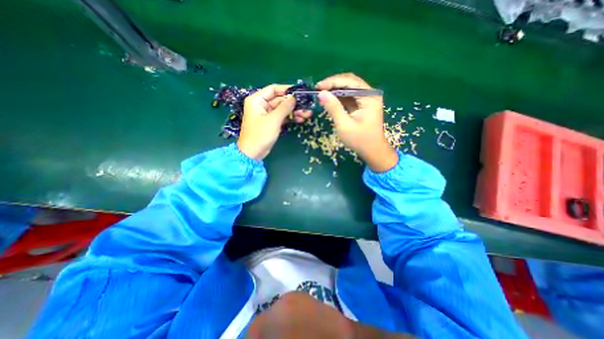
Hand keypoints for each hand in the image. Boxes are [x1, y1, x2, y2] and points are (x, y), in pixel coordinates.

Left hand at [237, 84, 306, 157]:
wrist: (253, 153)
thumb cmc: (260, 135)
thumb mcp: (273, 120)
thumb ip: (285, 107)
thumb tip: (294, 97)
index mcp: (257, 100)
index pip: (273, 89)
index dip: (287, 89)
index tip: (299, 92)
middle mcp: (262, 105)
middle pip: (280, 100)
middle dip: (293, 103)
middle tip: (307, 106)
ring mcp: (267, 114)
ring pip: (283, 109)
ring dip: (294, 111)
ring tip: (307, 114)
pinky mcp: (271, 122)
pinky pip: (282, 117)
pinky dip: (290, 118)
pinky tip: (301, 119)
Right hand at [316, 71, 397, 172]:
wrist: (372, 151)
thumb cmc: (359, 140)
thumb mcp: (344, 125)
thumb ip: (333, 108)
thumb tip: (321, 93)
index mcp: (369, 96)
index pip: (350, 81)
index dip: (332, 81)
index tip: (318, 87)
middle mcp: (369, 94)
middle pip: (349, 82)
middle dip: (333, 84)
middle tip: (318, 90)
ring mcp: (366, 99)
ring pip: (348, 88)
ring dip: (335, 90)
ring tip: (321, 95)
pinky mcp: (362, 104)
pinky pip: (349, 96)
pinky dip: (338, 97)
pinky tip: (329, 100)